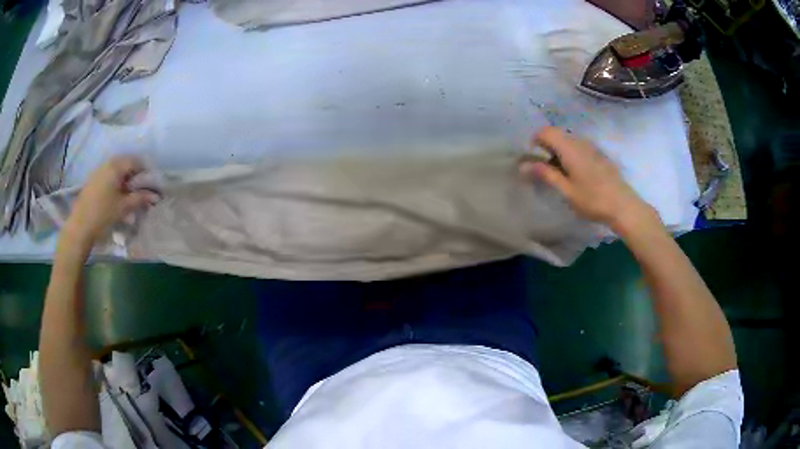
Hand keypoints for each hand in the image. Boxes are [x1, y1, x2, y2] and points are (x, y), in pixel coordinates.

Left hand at [61, 156, 158, 251]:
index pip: (136, 161)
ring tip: (130, 194)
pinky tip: (117, 196)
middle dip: (136, 174)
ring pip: (117, 169)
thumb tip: (156, 196)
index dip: (146, 171)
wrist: (80, 226)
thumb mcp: (124, 207)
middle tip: (142, 189)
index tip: (151, 184)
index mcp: (116, 166)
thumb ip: (140, 199)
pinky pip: (109, 174)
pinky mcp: (93, 180)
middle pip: (126, 163)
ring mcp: (99, 170)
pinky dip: (117, 181)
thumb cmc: (103, 214)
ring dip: (126, 178)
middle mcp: (107, 163)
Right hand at [519, 127, 659, 233]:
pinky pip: (578, 146)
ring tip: (558, 173)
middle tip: (543, 169)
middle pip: (556, 133)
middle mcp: (579, 142)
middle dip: (545, 146)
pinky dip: (569, 154)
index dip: (535, 141)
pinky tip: (574, 174)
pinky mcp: (598, 154)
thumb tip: (524, 165)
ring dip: (558, 150)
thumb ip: (546, 174)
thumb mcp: (566, 190)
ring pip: (567, 140)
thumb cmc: (593, 200)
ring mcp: (591, 146)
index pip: (545, 131)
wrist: (623, 206)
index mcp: (569, 148)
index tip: (532, 160)